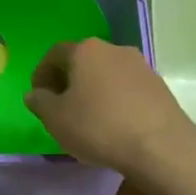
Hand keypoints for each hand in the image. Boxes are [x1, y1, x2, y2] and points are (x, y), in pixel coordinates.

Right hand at [25, 39, 195, 179]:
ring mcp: (140, 65)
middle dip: (68, 81)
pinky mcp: (158, 85)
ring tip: (88, 118)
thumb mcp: (56, 119)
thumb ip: (40, 102)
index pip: (54, 54)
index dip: (42, 73)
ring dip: (93, 90)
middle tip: (61, 107)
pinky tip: (114, 124)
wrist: (160, 145)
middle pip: (82, 61)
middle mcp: (113, 49)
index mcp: (85, 51)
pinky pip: (127, 88)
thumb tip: (35, 94)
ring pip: (106, 74)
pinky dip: (115, 100)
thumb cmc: (99, 126)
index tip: (39, 96)